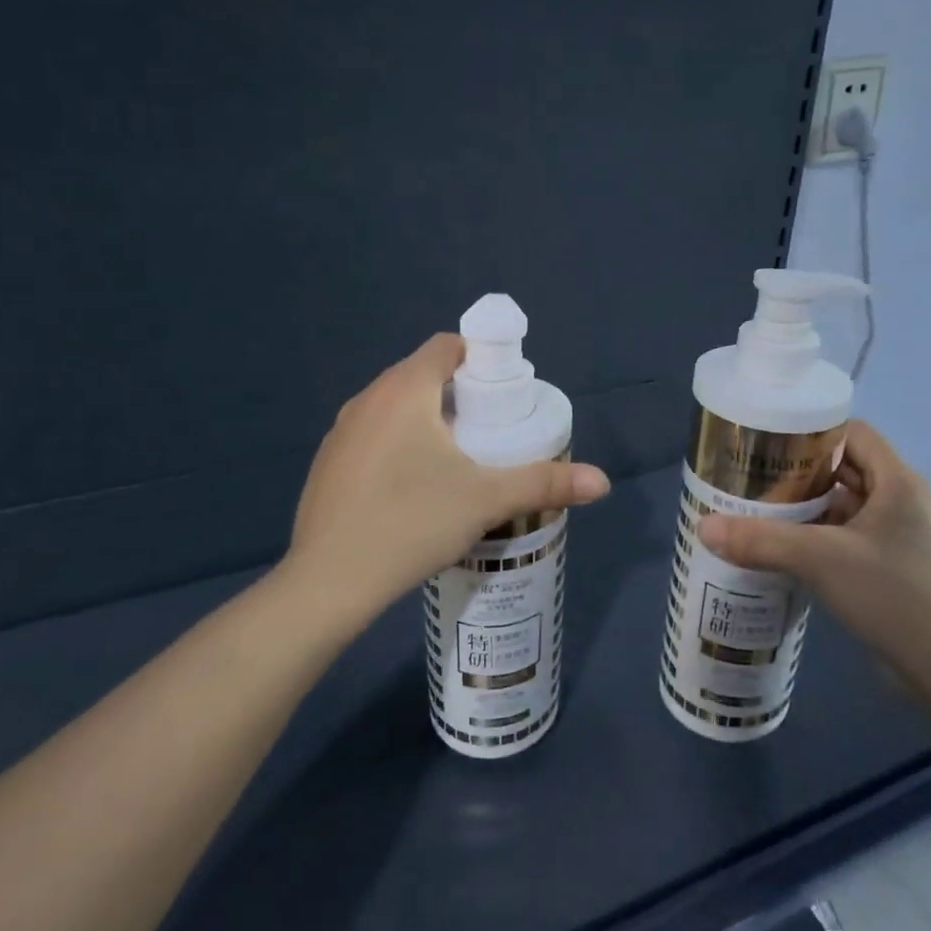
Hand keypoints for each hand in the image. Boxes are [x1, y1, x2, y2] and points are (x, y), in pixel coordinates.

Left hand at [281, 334, 609, 640]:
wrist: (328, 583)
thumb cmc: (411, 523)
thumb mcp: (486, 500)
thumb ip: (545, 483)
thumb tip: (603, 482)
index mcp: (404, 390)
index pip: (447, 346)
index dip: (482, 361)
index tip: (505, 396)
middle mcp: (367, 399)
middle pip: (423, 375)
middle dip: (460, 394)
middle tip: (492, 432)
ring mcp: (340, 432)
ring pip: (396, 407)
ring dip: (428, 420)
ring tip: (458, 461)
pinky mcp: (328, 464)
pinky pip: (374, 435)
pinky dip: (399, 444)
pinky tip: (413, 489)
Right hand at [697, 421, 930, 680]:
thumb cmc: (893, 595)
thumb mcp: (821, 561)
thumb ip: (761, 541)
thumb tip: (704, 527)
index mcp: (898, 481)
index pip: (853, 432)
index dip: (813, 432)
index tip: (771, 443)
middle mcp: (904, 501)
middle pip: (847, 468)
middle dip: (802, 473)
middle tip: (756, 478)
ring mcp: (902, 537)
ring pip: (848, 506)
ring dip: (809, 508)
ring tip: (762, 512)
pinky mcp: (897, 568)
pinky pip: (852, 538)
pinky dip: (821, 538)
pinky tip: (788, 551)